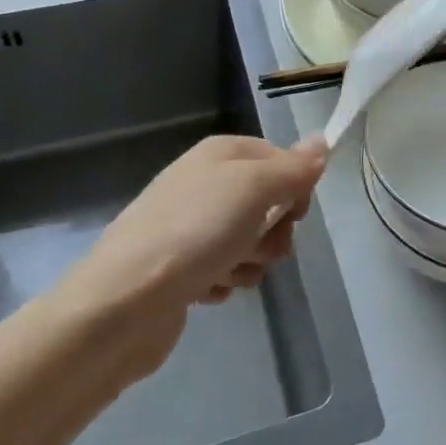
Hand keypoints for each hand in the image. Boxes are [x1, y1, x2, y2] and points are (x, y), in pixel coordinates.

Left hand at [67, 135, 327, 382]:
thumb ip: (293, 167)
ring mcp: (192, 227)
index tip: (295, 211)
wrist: (123, 303)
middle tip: (258, 245)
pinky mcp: (183, 268)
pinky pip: (226, 270)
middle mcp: (206, 183)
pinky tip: (207, 290)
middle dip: (274, 230)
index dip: (295, 185)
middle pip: (268, 202)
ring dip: (251, 262)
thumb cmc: (195, 232)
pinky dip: (225, 282)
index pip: (279, 157)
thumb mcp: (254, 188)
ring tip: (227, 272)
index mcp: (221, 154)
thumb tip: (323, 140)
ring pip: (251, 240)